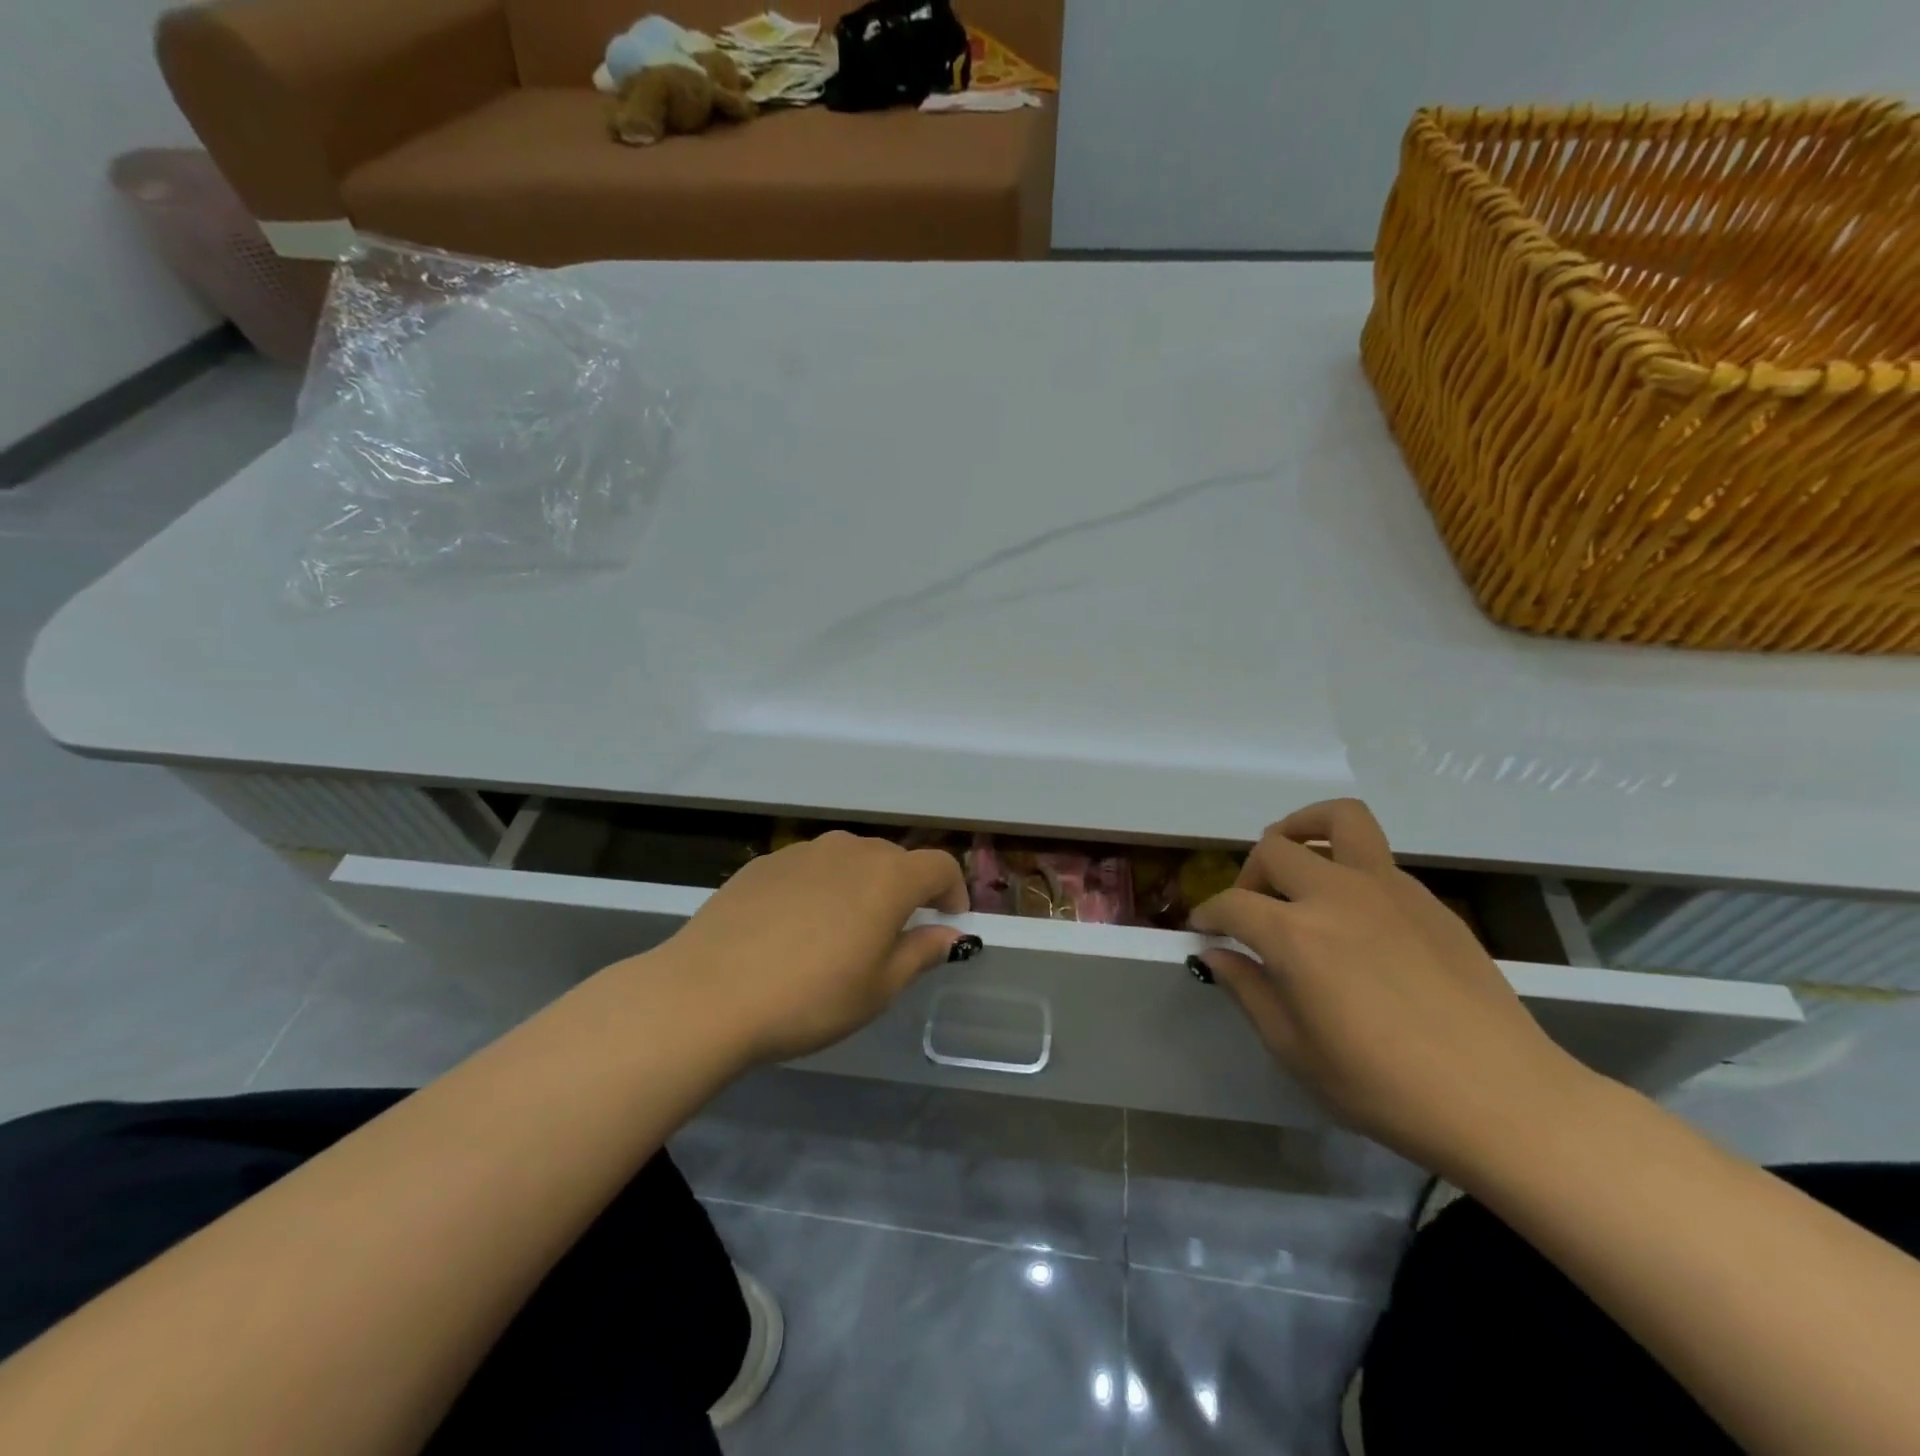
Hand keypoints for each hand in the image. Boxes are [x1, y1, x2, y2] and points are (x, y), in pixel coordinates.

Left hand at [653, 831, 970, 1065]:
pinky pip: (809, 867)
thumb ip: (921, 953)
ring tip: (842, 930)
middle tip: (893, 935)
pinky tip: (795, 927)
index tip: (947, 921)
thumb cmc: (810, 997)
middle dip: (906, 889)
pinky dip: (820, 887)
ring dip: (861, 885)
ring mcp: (803, 851)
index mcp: (888, 877)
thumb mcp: (878, 988)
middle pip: (894, 858)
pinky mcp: (764, 862)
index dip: (952, 891)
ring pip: (849, 859)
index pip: (939, 865)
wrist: (708, 993)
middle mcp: (850, 850)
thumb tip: (951, 934)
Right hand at [1190, 799, 1591, 1175]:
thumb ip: (1248, 991)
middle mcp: (1336, 895)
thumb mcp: (1297, 1051)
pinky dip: (1348, 867)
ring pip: (1336, 821)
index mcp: (1296, 935)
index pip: (1231, 904)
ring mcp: (1388, 889)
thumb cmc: (1386, 1088)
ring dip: (1303, 831)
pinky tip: (1355, 916)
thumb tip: (1215, 955)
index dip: (1208, 915)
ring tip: (1297, 865)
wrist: (1505, 1101)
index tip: (1203, 930)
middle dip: (1249, 876)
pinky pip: (1375, 858)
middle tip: (1253, 912)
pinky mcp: (1428, 899)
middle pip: (1274, 850)